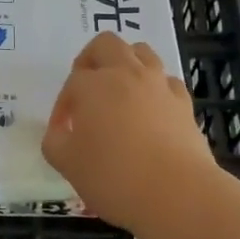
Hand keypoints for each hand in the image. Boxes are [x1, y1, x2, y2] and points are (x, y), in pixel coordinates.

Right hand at [41, 32, 216, 234]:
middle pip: (106, 44)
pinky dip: (155, 88)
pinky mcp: (184, 103)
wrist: (178, 193)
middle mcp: (127, 74)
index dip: (63, 106)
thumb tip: (60, 132)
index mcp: (94, 85)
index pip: (72, 83)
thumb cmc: (114, 177)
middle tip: (86, 87)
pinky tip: (151, 110)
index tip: (63, 131)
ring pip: (141, 52)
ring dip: (126, 64)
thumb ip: (55, 142)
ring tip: (120, 91)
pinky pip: (167, 81)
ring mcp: (159, 85)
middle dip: (91, 60)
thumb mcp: (68, 164)